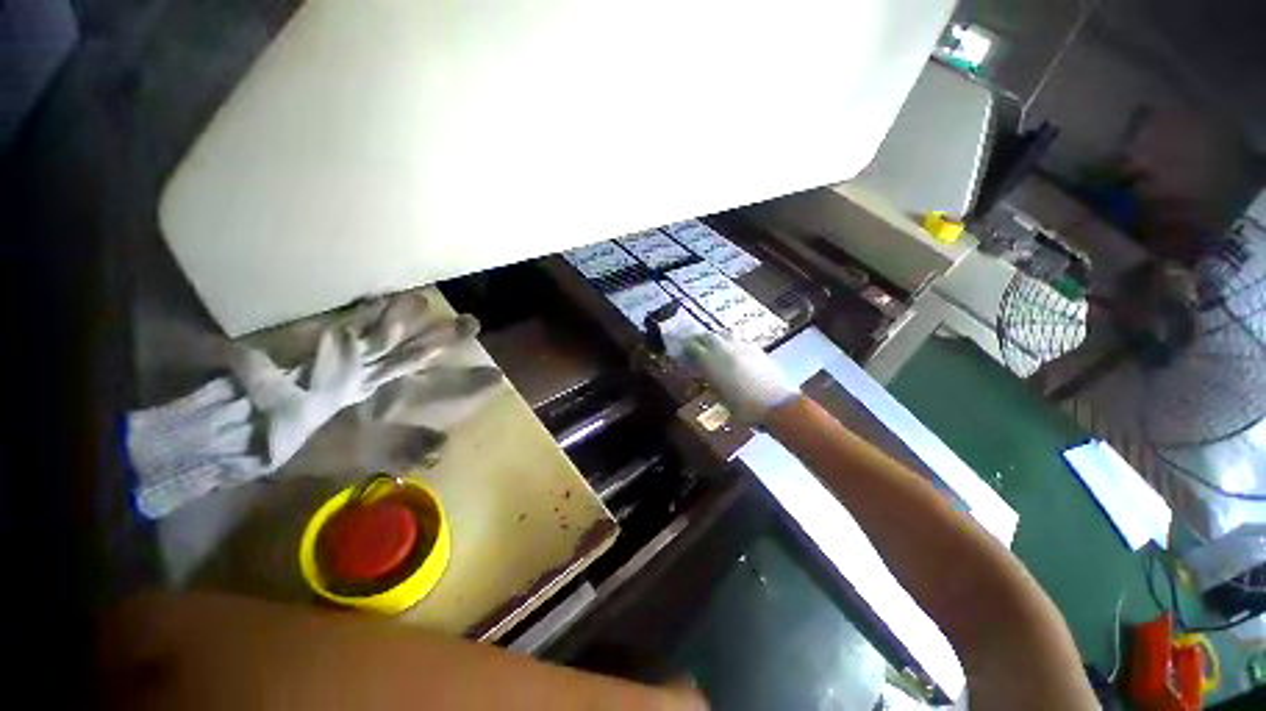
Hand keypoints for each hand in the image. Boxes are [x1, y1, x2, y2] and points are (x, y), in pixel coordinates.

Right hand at [681, 332, 798, 424]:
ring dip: (715, 337)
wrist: (776, 403)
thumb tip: (703, 372)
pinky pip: (738, 338)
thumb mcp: (719, 396)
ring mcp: (741, 346)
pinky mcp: (755, 347)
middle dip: (699, 340)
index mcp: (710, 361)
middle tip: (696, 346)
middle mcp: (723, 349)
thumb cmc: (743, 407)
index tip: (683, 352)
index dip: (686, 348)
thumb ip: (709, 380)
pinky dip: (731, 341)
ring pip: (723, 333)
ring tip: (713, 346)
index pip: (692, 347)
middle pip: (707, 336)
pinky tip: (732, 349)